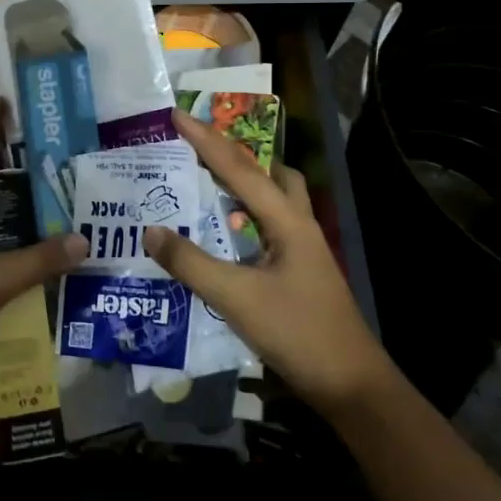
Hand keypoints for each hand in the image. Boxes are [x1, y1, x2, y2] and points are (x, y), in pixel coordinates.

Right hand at [145, 106, 391, 413]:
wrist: (352, 386)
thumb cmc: (298, 334)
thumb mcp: (237, 298)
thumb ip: (191, 263)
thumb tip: (149, 230)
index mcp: (287, 221)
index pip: (239, 169)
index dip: (205, 140)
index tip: (176, 114)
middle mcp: (298, 224)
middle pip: (267, 172)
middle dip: (232, 152)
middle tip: (195, 146)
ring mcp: (302, 248)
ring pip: (273, 197)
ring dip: (243, 181)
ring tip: (206, 180)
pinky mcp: (299, 269)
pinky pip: (268, 223)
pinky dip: (245, 212)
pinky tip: (224, 231)